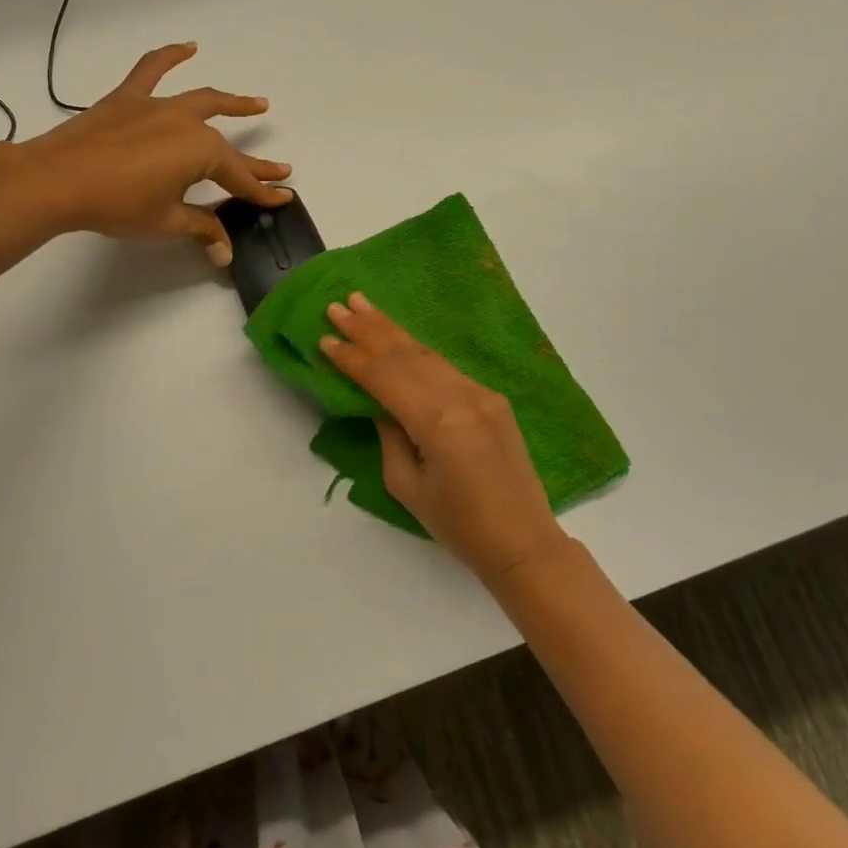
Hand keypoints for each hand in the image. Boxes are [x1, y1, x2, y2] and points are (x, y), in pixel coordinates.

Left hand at [11, 43, 291, 263]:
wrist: (58, 179)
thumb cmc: (117, 204)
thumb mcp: (165, 222)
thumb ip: (201, 229)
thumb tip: (225, 252)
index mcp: (201, 152)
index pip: (239, 177)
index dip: (262, 191)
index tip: (284, 196)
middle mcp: (187, 123)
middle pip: (227, 145)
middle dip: (254, 162)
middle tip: (279, 167)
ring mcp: (158, 106)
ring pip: (203, 101)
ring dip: (232, 103)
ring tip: (257, 103)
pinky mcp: (128, 99)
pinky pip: (152, 69)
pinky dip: (171, 56)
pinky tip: (188, 47)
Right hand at [319, 293, 567, 582]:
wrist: (523, 541)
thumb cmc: (458, 525)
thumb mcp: (406, 485)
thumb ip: (388, 435)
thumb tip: (378, 402)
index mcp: (437, 421)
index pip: (384, 377)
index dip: (352, 358)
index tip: (324, 338)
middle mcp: (460, 396)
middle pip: (405, 354)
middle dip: (368, 329)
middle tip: (338, 306)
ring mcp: (479, 392)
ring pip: (426, 353)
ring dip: (391, 329)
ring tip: (362, 305)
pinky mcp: (491, 397)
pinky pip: (445, 368)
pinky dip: (417, 350)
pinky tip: (398, 338)